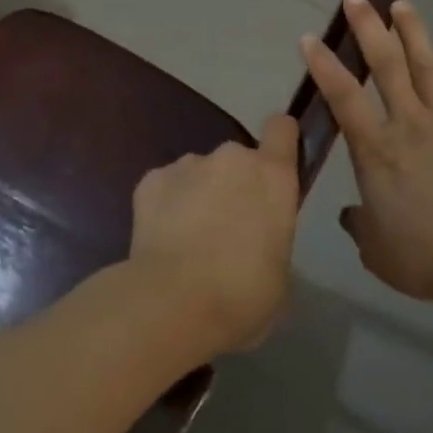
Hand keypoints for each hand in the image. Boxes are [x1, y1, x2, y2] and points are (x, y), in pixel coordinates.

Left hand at [127, 115, 300, 356]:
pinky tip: (162, 241)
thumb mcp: (279, 274)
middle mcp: (232, 158)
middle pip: (238, 159)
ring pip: (199, 173)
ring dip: (198, 195)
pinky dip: (165, 206)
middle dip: (234, 184)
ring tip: (188, 240)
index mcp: (272, 176)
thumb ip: (271, 239)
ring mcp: (187, 164)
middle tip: (227, 228)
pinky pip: (165, 187)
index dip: (280, 140)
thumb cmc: (243, 295)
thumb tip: (256, 242)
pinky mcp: (150, 180)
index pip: (282, 129)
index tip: (277, 160)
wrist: (173, 303)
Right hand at [301, 0, 432, 310]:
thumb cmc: (424, 256)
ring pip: (428, 66)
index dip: (324, 65)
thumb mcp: (376, 250)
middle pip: (386, 65)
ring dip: (414, 33)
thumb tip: (352, 215)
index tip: (309, 37)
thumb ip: (360, 225)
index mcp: (376, 150)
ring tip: (402, 4)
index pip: (343, 97)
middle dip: (369, 28)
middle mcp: (409, 124)